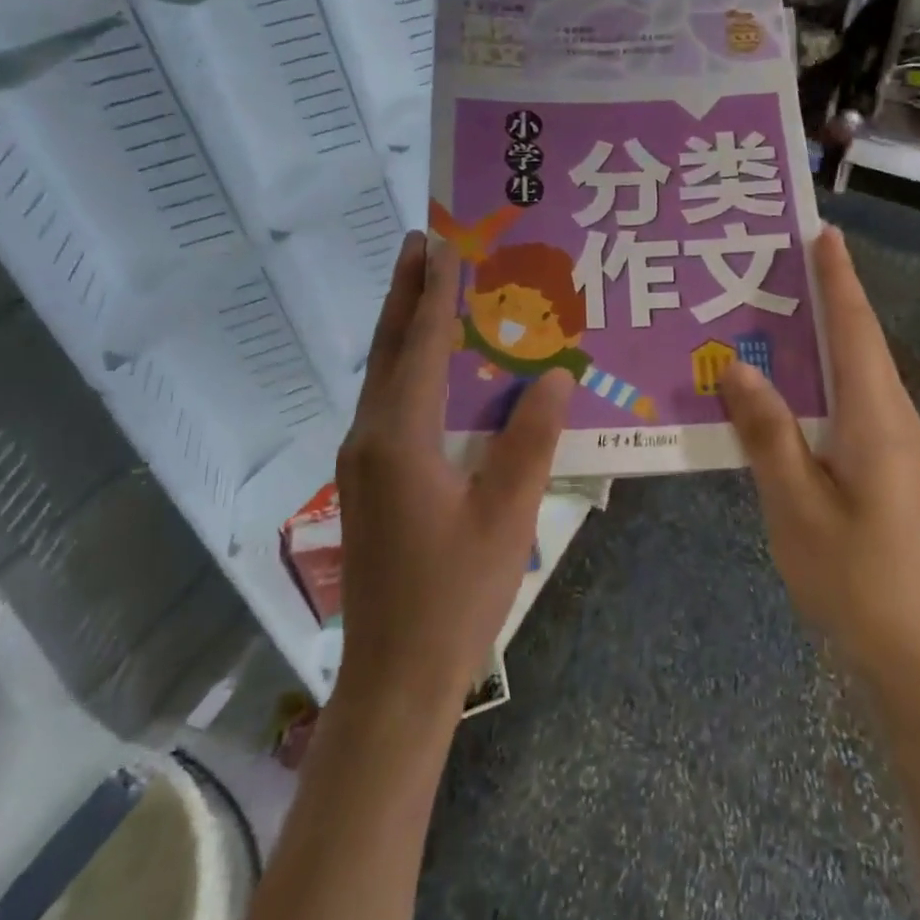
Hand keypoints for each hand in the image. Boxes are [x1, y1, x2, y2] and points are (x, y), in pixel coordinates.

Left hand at [334, 232, 573, 718]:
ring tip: (425, 286)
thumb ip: (532, 440)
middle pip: (389, 349)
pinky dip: (407, 368)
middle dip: (406, 292)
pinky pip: (389, 405)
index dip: (437, 293)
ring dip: (404, 327)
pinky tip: (430, 368)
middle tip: (420, 241)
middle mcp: (370, 437)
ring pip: (383, 376)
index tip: (444, 242)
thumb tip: (556, 375)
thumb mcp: (507, 515)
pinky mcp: (369, 482)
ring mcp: (363, 461)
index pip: (422, 347)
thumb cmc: (456, 595)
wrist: (396, 678)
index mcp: (399, 438)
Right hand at [718, 225, 919, 681]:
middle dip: (828, 294)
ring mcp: (889, 442)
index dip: (839, 279)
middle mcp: (890, 417)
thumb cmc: (850, 574)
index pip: (855, 330)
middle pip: (858, 340)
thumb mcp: (795, 502)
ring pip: (853, 369)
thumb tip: (736, 366)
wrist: (905, 647)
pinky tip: (784, 378)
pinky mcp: (879, 462)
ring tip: (776, 304)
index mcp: (876, 417)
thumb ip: (767, 432)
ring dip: (822, 332)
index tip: (822, 232)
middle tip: (783, 257)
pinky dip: (818, 372)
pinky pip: (847, 398)